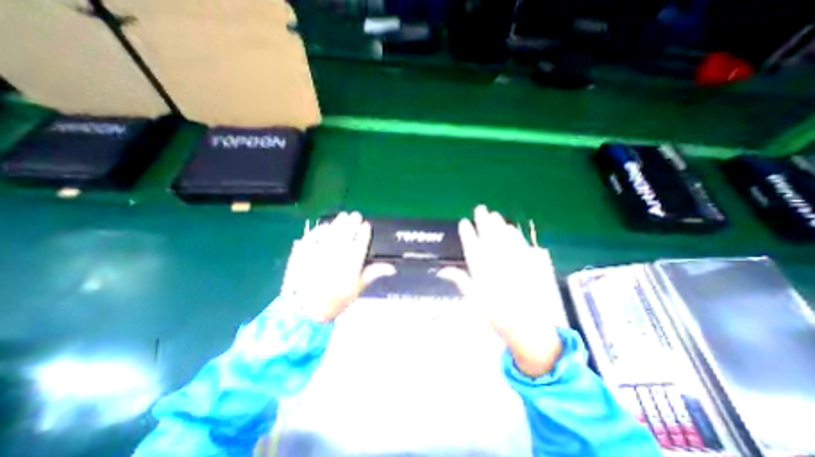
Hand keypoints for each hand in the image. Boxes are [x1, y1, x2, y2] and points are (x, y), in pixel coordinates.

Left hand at [282, 213, 396, 323]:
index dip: (365, 231)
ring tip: (343, 216)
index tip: (366, 225)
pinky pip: (314, 235)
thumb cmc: (335, 300)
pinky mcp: (305, 251)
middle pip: (347, 231)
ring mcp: (320, 249)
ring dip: (339, 221)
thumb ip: (374, 273)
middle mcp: (338, 252)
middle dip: (353, 221)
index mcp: (352, 261)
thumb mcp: (358, 288)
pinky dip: (320, 229)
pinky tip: (324, 227)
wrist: (304, 310)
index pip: (362, 240)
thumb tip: (393, 268)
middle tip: (355, 215)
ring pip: (332, 230)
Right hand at [437, 205, 564, 376]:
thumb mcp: (472, 299)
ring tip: (494, 214)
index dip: (467, 232)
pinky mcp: (529, 262)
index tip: (464, 222)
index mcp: (481, 268)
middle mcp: (496, 260)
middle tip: (480, 209)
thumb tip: (442, 270)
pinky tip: (511, 229)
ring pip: (504, 235)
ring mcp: (513, 259)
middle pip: (488, 235)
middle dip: (483, 220)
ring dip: (498, 224)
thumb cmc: (495, 314)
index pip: (471, 244)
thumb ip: (459, 280)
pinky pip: (520, 243)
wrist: (528, 326)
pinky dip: (514, 234)